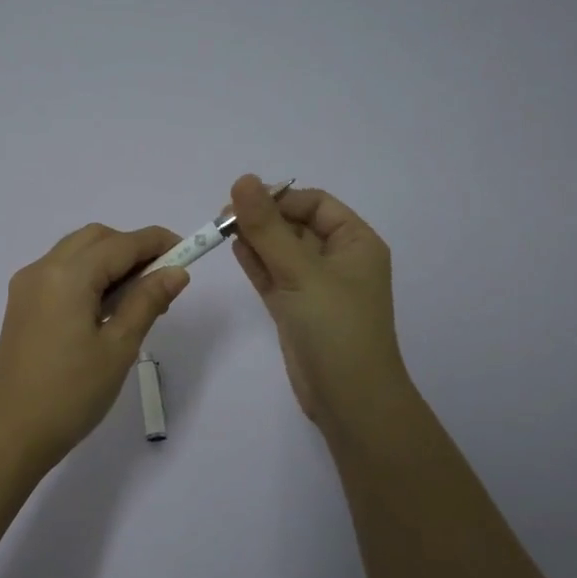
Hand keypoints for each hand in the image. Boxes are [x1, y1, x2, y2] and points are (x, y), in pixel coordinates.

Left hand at [0, 222, 189, 467]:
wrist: (12, 434)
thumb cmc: (71, 394)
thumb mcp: (118, 347)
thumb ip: (147, 301)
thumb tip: (176, 272)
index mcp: (67, 276)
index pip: (121, 243)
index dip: (157, 243)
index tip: (189, 252)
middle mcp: (42, 269)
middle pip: (95, 238)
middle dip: (132, 248)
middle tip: (162, 280)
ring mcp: (27, 287)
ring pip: (76, 253)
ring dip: (110, 262)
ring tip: (139, 298)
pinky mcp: (21, 306)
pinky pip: (60, 273)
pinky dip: (88, 276)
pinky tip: (107, 309)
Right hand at [228, 174, 409, 426]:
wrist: (349, 398)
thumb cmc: (335, 327)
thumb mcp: (301, 272)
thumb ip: (268, 228)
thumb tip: (242, 180)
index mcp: (356, 243)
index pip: (316, 204)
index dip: (280, 198)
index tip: (242, 201)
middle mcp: (339, 260)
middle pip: (296, 226)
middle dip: (263, 218)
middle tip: (222, 217)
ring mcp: (316, 287)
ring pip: (282, 252)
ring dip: (256, 239)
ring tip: (221, 229)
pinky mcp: (297, 309)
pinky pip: (275, 276)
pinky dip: (256, 263)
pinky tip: (234, 248)